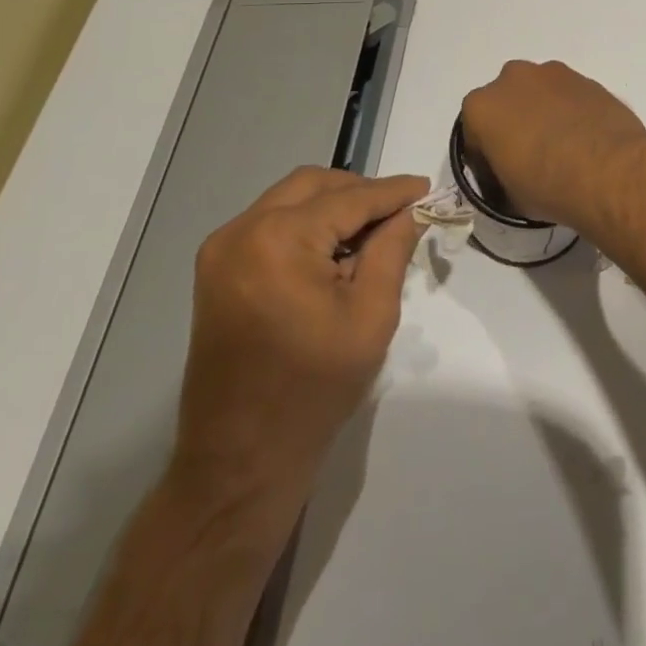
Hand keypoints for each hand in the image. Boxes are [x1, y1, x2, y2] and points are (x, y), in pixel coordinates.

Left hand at [173, 168, 427, 506]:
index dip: (393, 192)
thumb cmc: (314, 390)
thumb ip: (392, 250)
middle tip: (400, 213)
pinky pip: (270, 224)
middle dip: (360, 192)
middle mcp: (241, 231)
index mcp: (278, 240)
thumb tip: (412, 210)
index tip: (427, 188)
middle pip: (313, 185)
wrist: (239, 461)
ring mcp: (222, 251)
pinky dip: (306, 225)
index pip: (349, 198)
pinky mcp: (217, 271)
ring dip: (332, 207)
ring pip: (290, 200)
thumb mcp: (371, 315)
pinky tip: (333, 253)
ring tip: (371, 235)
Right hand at [460, 61, 645, 233]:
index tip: (501, 181)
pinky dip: (571, 112)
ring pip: (539, 94)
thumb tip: (513, 179)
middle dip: (514, 126)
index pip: (475, 136)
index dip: (486, 162)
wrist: (610, 171)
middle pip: (507, 105)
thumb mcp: (510, 197)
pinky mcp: (587, 78)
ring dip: (543, 114)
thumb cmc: (547, 186)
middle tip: (531, 159)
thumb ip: (502, 179)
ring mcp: (553, 74)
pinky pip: (569, 96)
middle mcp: (512, 79)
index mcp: (481, 106)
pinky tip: (584, 140)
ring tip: (563, 149)